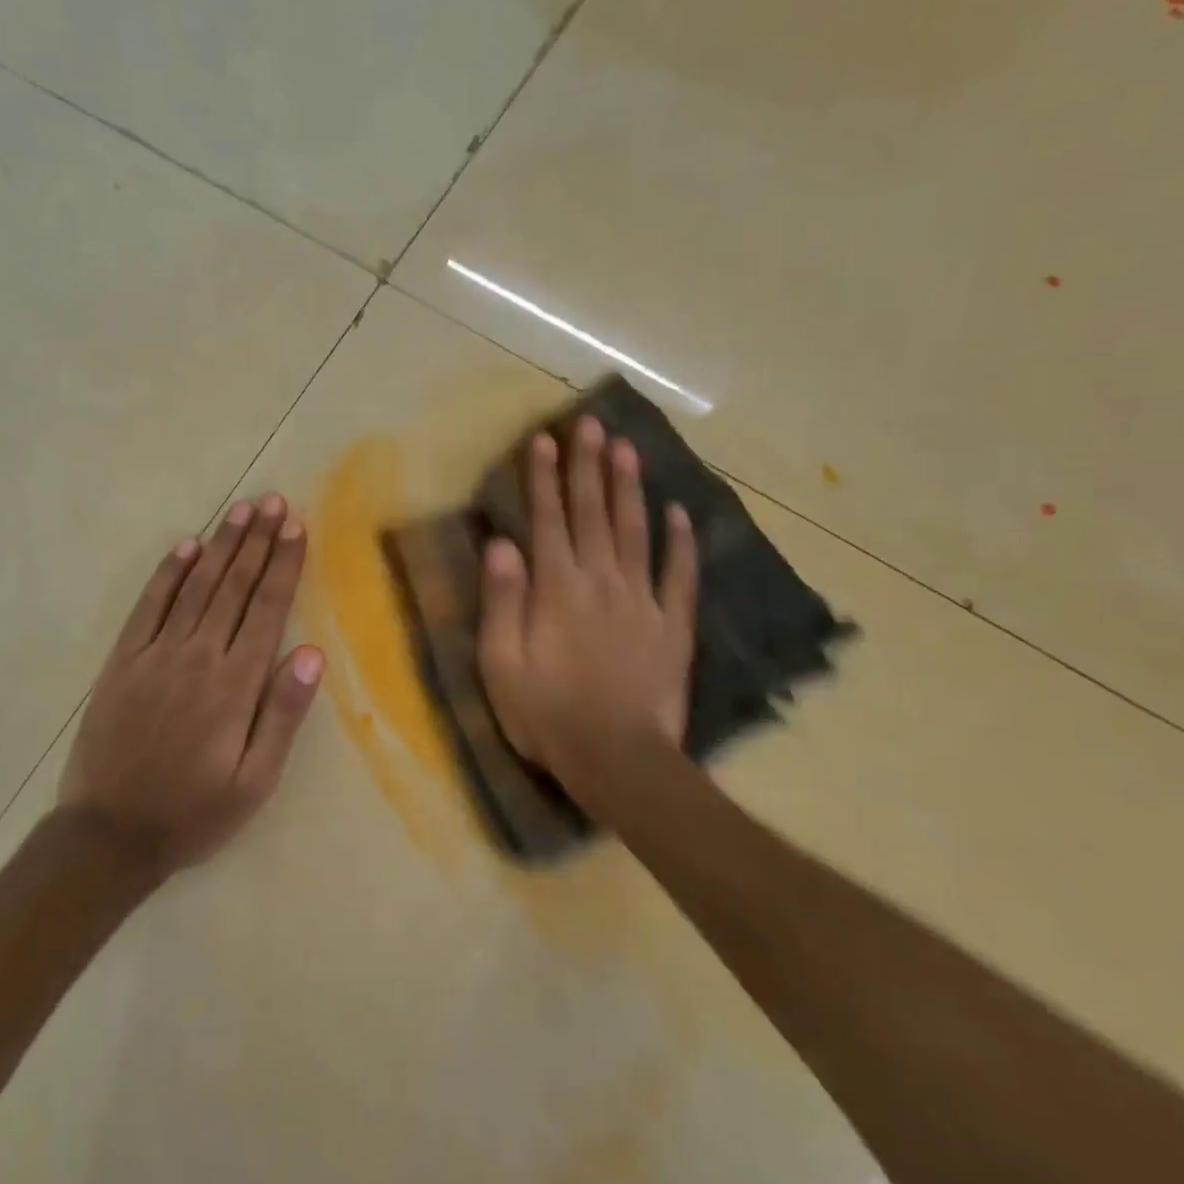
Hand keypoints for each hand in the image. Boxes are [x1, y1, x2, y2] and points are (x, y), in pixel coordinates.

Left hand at [57, 493, 324, 878]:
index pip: (266, 609)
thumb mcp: (255, 781)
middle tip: (273, 500)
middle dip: (256, 541)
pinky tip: (186, 546)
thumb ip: (283, 714)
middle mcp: (196, 657)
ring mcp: (155, 654)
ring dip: (220, 545)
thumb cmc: (194, 813)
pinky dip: (168, 573)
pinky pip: (148, 606)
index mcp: (234, 685)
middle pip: (233, 587)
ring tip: (241, 510)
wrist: (109, 835)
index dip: (283, 564)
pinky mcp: (122, 661)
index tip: (296, 526)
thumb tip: (313, 654)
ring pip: (195, 586)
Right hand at [476, 415, 699, 816]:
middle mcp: (601, 582)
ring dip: (630, 489)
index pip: (548, 520)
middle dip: (590, 466)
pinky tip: (680, 513)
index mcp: (557, 589)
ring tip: (628, 449)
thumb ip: (502, 601)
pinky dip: (681, 543)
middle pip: (594, 514)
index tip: (546, 440)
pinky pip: (680, 576)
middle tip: (592, 424)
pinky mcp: (673, 626)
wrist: (617, 759)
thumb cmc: (547, 715)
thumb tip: (502, 544)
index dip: (545, 478)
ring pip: (636, 532)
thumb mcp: (502, 664)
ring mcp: (642, 602)